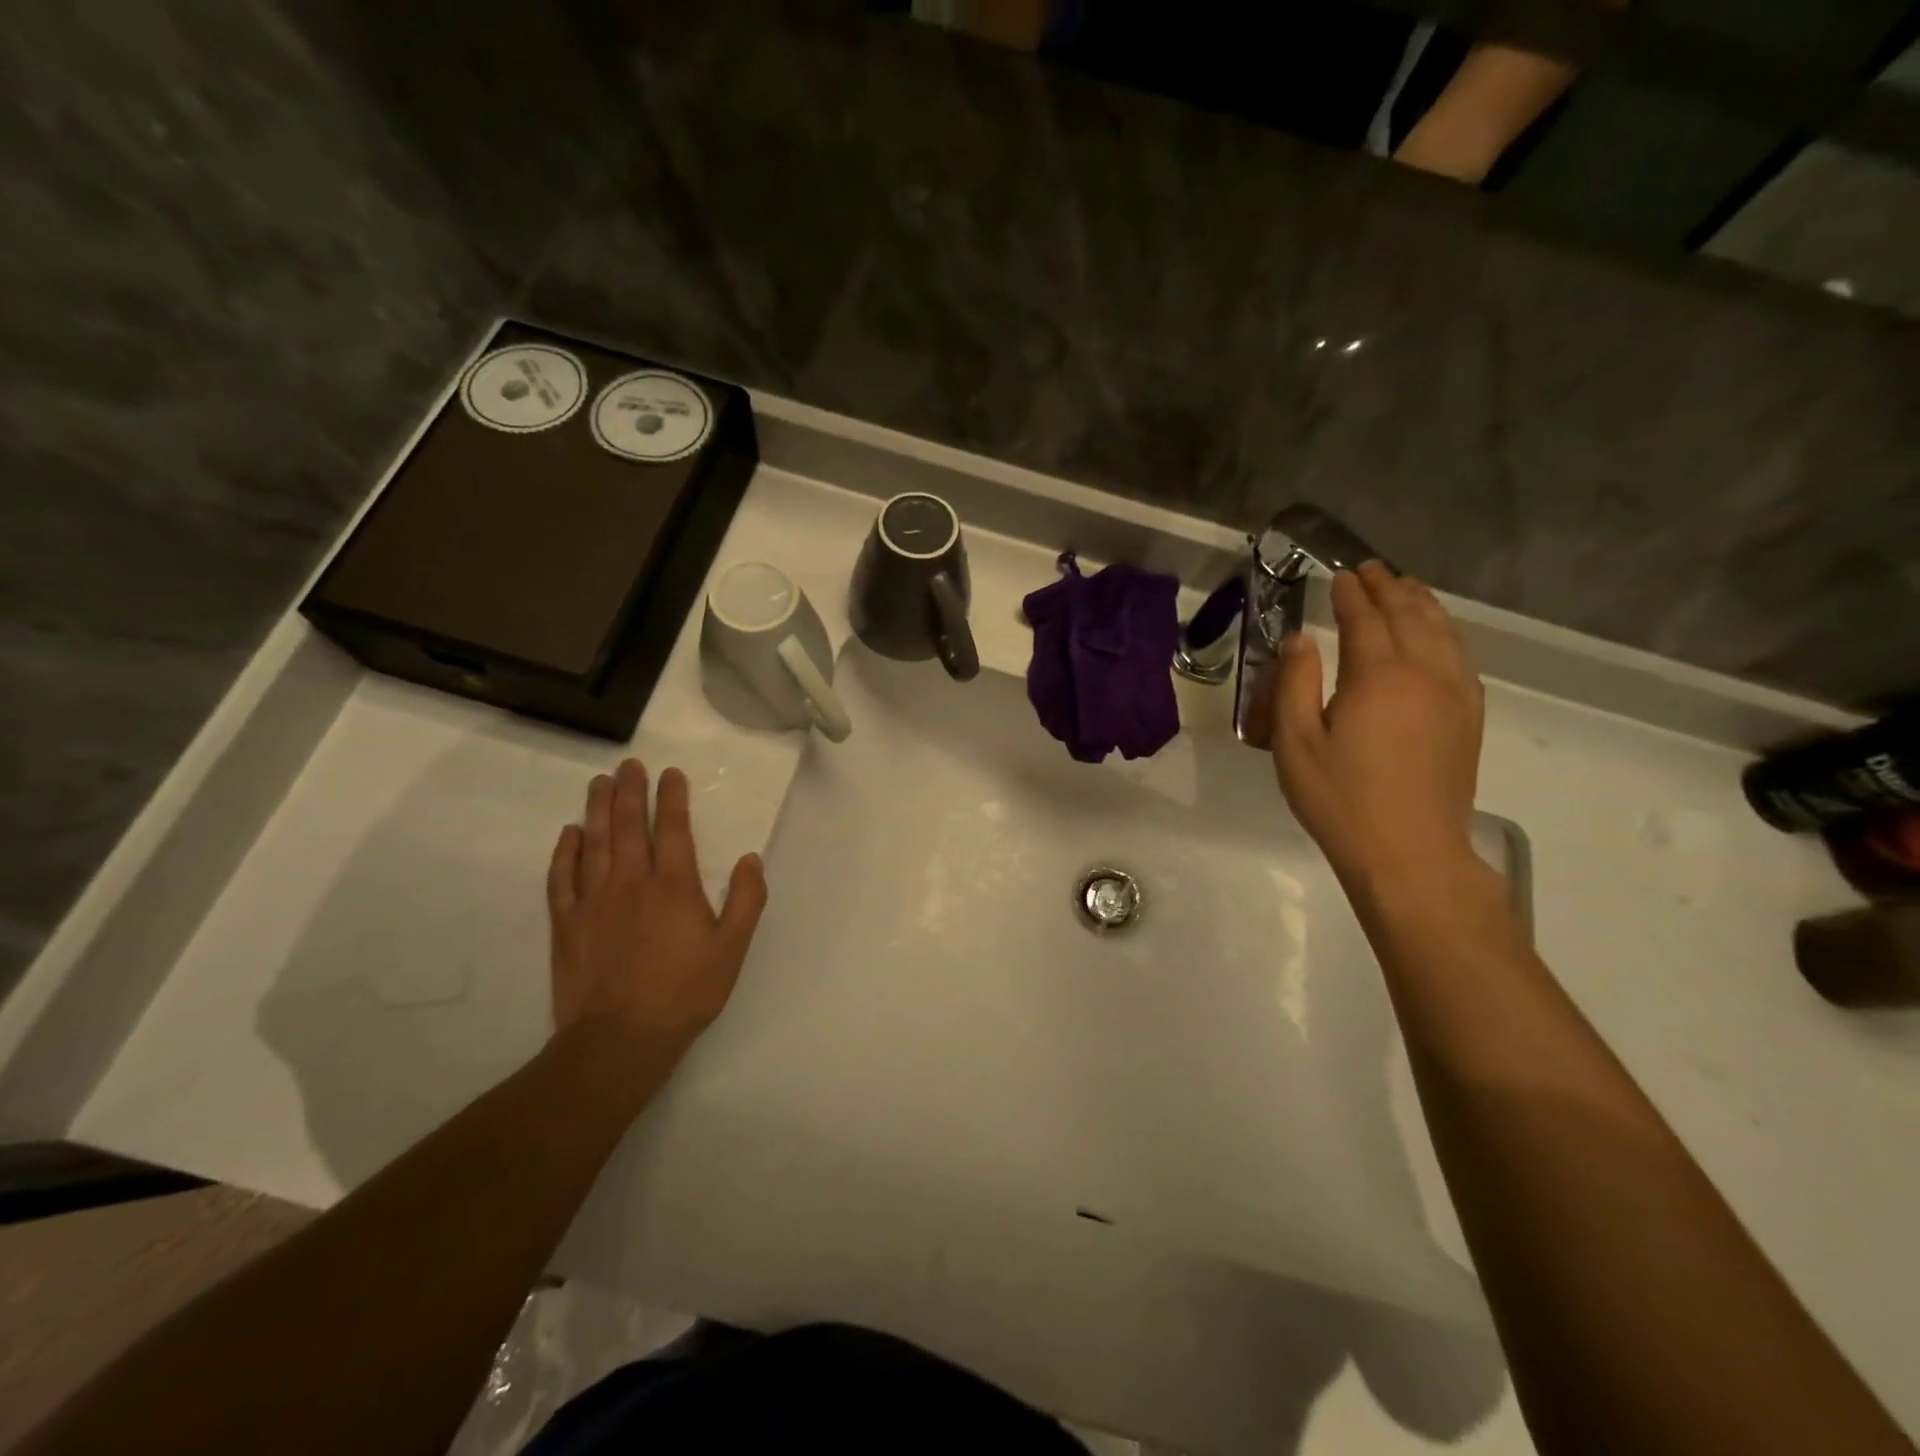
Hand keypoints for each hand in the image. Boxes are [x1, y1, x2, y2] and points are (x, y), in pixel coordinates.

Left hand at [547, 760, 766, 1065]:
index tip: (669, 772)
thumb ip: (747, 899)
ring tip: (598, 783)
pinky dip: (564, 851)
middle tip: (628, 764)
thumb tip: (751, 858)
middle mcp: (631, 881)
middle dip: (629, 790)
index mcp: (674, 884)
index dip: (671, 797)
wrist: (620, 1039)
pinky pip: (561, 877)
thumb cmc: (684, 992)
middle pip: (627, 824)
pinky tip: (568, 834)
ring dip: (596, 809)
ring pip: (593, 842)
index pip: (672, 828)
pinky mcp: (566, 922)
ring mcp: (593, 900)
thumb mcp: (732, 948)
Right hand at [1269, 563, 1484, 884]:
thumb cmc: (1340, 799)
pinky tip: (1437, 634)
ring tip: (1404, 588)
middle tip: (1370, 570)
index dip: (1350, 593)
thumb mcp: (1295, 743)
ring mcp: (1454, 694)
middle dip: (1388, 587)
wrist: (1409, 851)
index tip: (1338, 574)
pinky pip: (1461, 656)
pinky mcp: (1469, 717)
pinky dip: (1445, 632)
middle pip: (1409, 615)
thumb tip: (1301, 639)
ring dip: (1421, 603)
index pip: (1365, 618)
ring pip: (1442, 631)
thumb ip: (1295, 683)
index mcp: (1377, 676)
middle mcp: (1423, 673)